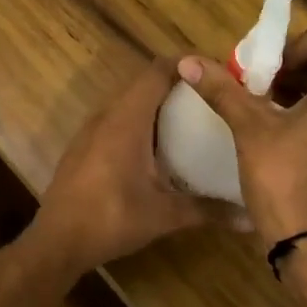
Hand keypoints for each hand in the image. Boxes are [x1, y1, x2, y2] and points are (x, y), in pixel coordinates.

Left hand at [28, 57, 225, 273]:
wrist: (57, 241)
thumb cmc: (111, 219)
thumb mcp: (164, 215)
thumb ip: (207, 210)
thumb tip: (249, 219)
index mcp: (127, 120)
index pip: (157, 72)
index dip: (186, 64)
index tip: (215, 71)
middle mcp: (107, 116)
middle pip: (143, 83)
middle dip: (176, 84)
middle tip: (209, 97)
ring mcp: (90, 130)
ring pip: (127, 101)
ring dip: (155, 103)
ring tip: (189, 117)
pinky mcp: (83, 146)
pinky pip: (114, 119)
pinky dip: (138, 120)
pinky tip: (155, 146)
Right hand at [177, 11, 306, 245]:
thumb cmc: (287, 180)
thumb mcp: (251, 128)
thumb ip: (222, 89)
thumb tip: (187, 61)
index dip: (296, 40)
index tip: (268, 70)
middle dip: (290, 62)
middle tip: (256, 87)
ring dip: (294, 84)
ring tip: (259, 107)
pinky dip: (304, 105)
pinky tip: (272, 127)